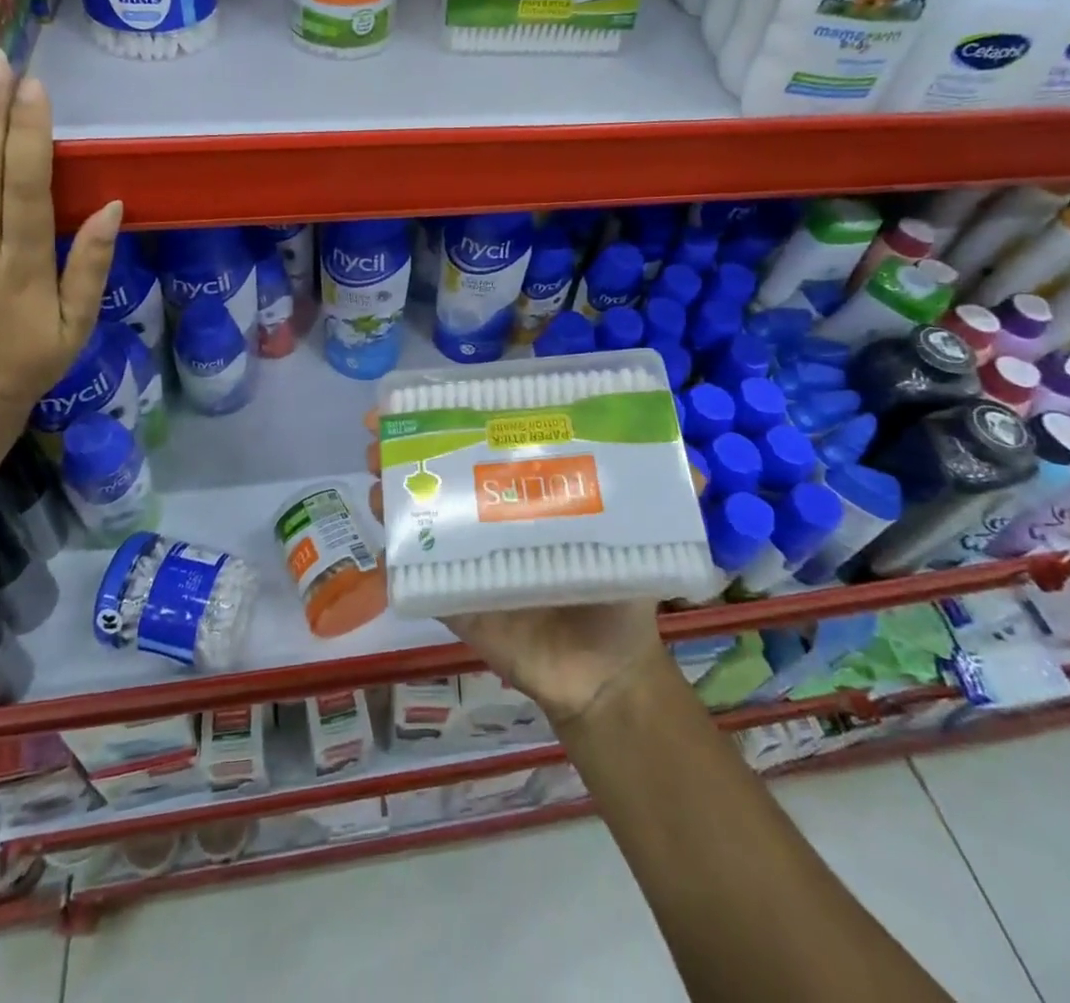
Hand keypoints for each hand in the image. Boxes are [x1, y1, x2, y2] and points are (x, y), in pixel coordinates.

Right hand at [365, 412, 670, 728]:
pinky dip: (390, 548)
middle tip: (383, 428)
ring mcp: (462, 553)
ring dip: (390, 485)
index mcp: (525, 491)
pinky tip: (379, 525)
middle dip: (405, 442)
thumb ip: (665, 501)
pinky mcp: (448, 595)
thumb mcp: (642, 540)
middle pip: (438, 468)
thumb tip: (693, 463)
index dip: (454, 415)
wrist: (603, 674)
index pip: (485, 441)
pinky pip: (412, 569)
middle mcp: (488, 512)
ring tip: (376, 468)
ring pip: (416, 510)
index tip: (428, 395)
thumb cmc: (618, 597)